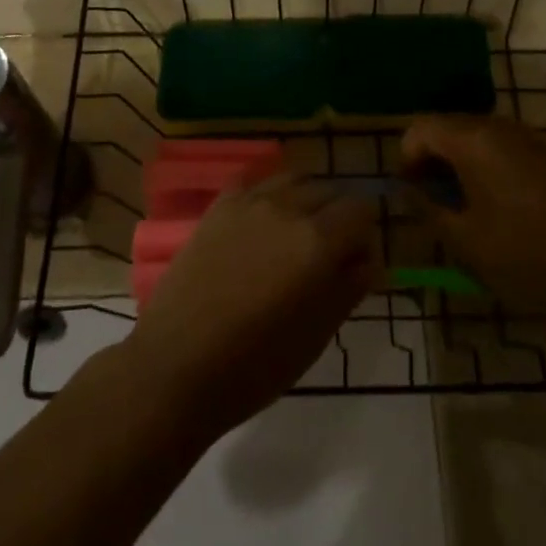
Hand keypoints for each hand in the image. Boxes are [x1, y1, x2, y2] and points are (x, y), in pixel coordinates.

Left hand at [126, 175, 379, 437]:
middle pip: (330, 191)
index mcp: (318, 241)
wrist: (177, 366)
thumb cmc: (255, 366)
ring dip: (306, 198)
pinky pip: (255, 181)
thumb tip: (368, 259)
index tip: (357, 262)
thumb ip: (349, 287)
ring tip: (298, 232)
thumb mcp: (317, 335)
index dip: (366, 234)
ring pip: (294, 179)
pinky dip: (270, 192)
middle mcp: (288, 208)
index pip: (361, 210)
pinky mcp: (219, 206)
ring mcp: (249, 202)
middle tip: (330, 253)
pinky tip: (265, 217)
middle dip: (339, 216)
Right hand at [401, 115, 545, 319]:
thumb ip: (426, 208)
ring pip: (478, 134)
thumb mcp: (462, 238)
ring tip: (462, 200)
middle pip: (449, 125)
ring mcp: (528, 137)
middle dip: (432, 155)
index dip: (406, 156)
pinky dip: (488, 162)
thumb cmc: (520, 253)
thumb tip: (407, 191)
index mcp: (472, 140)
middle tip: (431, 196)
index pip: (421, 128)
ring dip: (460, 158)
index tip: (411, 190)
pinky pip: (505, 146)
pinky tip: (497, 201)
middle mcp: (499, 127)